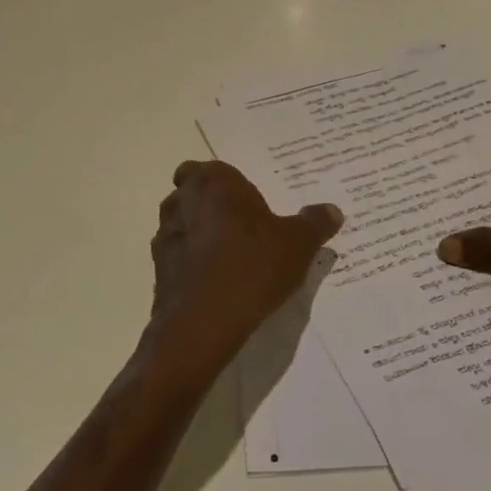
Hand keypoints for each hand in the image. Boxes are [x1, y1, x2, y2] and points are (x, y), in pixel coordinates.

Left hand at [145, 161, 343, 376]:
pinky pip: (176, 254)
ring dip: (199, 233)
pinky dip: (190, 261)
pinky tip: (214, 282)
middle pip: (193, 192)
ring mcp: (164, 232)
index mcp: (213, 180)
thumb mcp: (297, 244)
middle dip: (211, 205)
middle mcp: (182, 198)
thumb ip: (314, 223)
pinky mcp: (157, 266)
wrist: (204, 321)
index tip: (249, 205)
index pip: (213, 169)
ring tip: (229, 258)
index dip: (229, 185)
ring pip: (182, 222)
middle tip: (242, 229)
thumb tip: (332, 210)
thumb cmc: (252, 266)